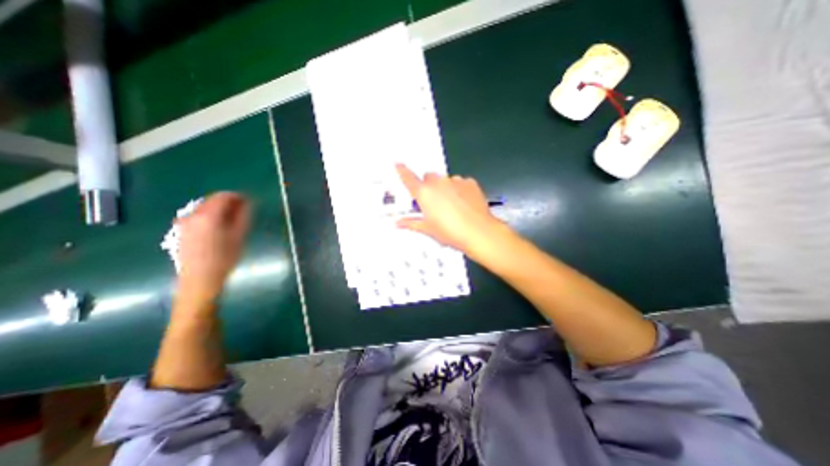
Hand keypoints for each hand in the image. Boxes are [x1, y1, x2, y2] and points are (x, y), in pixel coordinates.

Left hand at [176, 190, 250, 304]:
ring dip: (220, 210)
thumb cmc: (224, 258)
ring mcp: (183, 222)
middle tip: (244, 212)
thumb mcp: (239, 235)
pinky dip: (211, 216)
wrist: (199, 279)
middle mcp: (192, 215)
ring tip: (234, 221)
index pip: (223, 196)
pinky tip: (220, 228)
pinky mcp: (181, 230)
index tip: (250, 202)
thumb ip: (243, 216)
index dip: (238, 196)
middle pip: (212, 200)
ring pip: (205, 208)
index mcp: (208, 215)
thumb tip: (248, 202)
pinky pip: (199, 216)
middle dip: (229, 203)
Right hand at [398, 163, 504, 257]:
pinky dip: (459, 189)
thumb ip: (411, 223)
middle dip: (428, 186)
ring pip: (445, 180)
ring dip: (444, 188)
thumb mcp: (428, 229)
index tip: (398, 164)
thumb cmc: (450, 232)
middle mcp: (438, 183)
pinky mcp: (470, 182)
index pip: (408, 178)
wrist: (479, 232)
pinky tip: (463, 203)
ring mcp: (455, 180)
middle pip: (428, 178)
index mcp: (424, 193)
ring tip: (451, 206)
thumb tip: (398, 223)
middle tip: (432, 202)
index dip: (402, 171)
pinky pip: (460, 182)